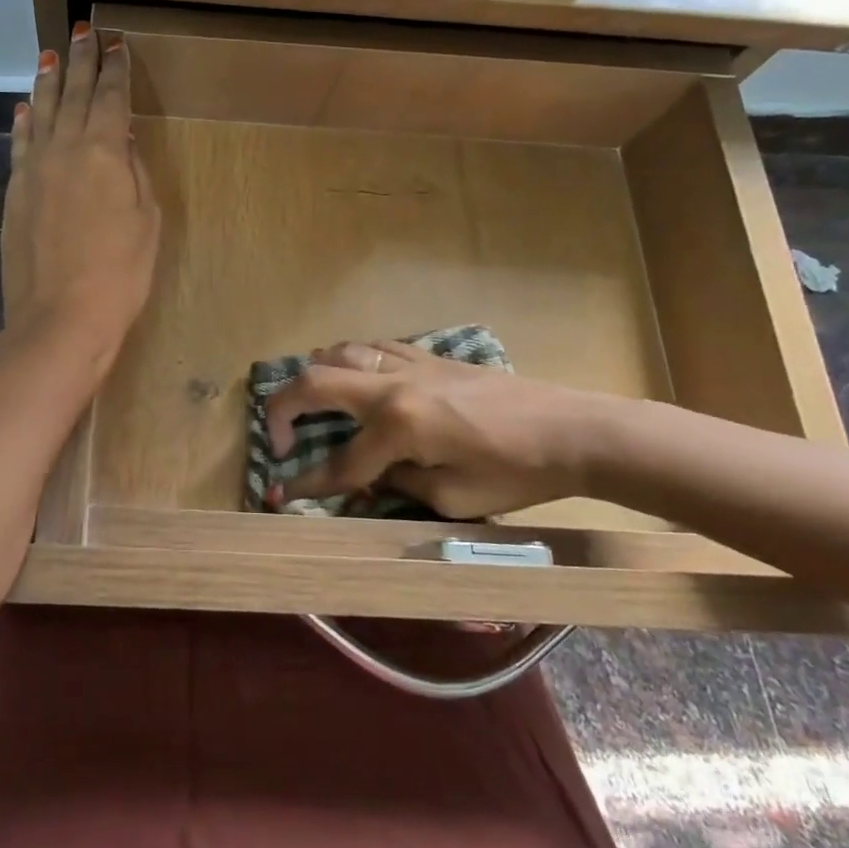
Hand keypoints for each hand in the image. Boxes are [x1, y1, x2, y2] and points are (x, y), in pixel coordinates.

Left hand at [0, 23, 160, 370]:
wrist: (61, 316)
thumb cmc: (120, 272)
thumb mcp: (146, 220)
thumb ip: (134, 171)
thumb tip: (120, 137)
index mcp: (103, 151)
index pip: (110, 97)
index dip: (115, 68)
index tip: (116, 42)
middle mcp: (64, 148)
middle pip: (73, 93)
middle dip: (80, 59)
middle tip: (83, 29)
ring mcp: (34, 168)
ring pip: (40, 111)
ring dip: (47, 81)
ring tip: (50, 55)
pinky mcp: (15, 191)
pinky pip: (19, 143)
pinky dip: (22, 121)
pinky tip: (22, 106)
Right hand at [263, 340, 620, 518]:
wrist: (572, 430)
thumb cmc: (516, 473)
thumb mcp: (453, 499)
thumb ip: (399, 485)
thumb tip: (370, 476)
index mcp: (398, 426)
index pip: (340, 462)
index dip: (308, 484)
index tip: (280, 493)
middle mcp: (392, 386)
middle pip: (315, 381)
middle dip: (282, 409)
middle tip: (276, 438)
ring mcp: (409, 364)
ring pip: (339, 352)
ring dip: (314, 377)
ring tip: (311, 404)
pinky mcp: (428, 357)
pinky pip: (373, 348)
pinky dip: (350, 360)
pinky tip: (355, 378)